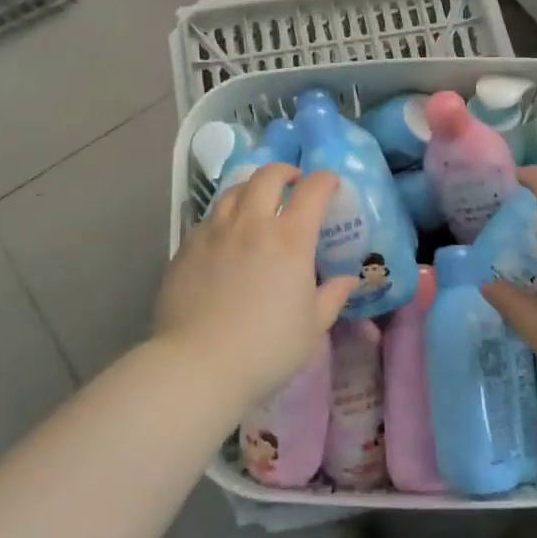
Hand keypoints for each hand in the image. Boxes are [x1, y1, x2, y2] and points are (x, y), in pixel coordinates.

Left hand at [154, 165, 357, 412]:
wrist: (198, 365)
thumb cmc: (266, 349)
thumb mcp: (312, 327)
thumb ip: (332, 297)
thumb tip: (349, 280)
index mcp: (290, 239)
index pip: (312, 191)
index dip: (325, 180)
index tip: (330, 184)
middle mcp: (252, 223)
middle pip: (268, 176)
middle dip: (285, 172)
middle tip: (292, 184)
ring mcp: (215, 232)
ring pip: (234, 190)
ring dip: (252, 189)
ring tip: (257, 203)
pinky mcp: (187, 246)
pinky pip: (209, 217)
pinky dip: (224, 216)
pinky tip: (226, 236)